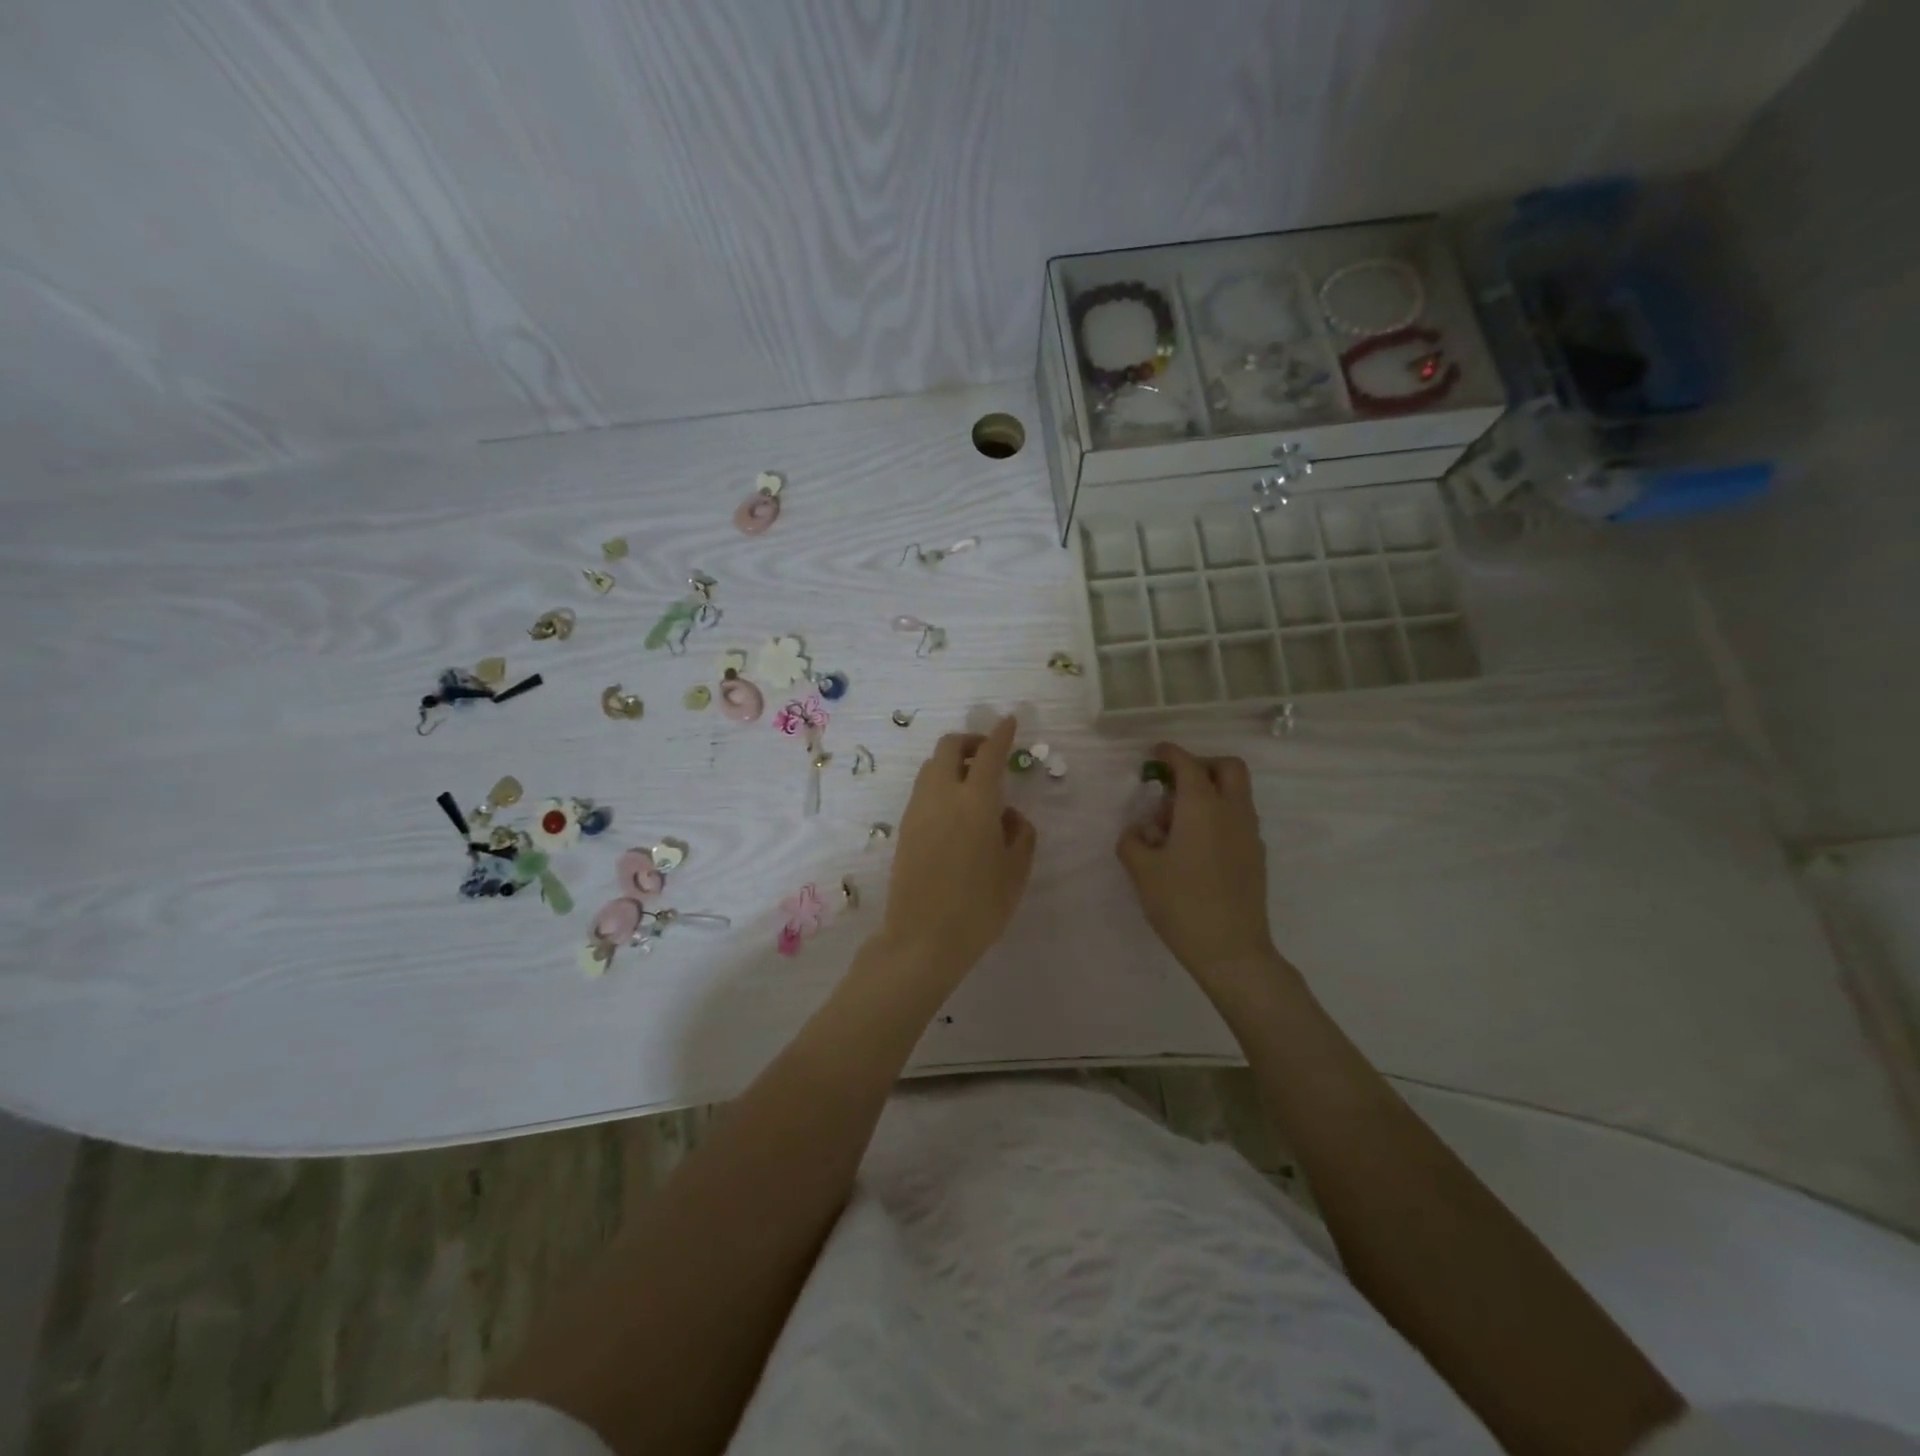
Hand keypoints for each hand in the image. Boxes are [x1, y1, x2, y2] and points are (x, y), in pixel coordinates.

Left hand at [880, 715, 1036, 985]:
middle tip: (989, 755)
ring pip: (931, 767)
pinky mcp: (904, 828)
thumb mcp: (1016, 872)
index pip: (988, 754)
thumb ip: (1021, 834)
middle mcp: (941, 795)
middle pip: (949, 748)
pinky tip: (956, 810)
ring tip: (974, 785)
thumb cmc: (980, 907)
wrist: (923, 939)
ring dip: (952, 762)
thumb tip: (1010, 815)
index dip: (1001, 734)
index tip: (1010, 721)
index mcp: (975, 801)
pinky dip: (940, 783)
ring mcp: (917, 810)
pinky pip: (923, 790)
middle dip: (970, 741)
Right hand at [1117, 742, 1277, 984]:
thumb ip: (1133, 841)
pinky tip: (1194, 847)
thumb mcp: (1142, 871)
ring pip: (1236, 793)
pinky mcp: (1255, 856)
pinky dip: (1218, 816)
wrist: (1231, 950)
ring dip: (1209, 793)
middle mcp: (1232, 811)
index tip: (1155, 754)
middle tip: (1175, 783)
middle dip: (1202, 765)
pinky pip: (1238, 818)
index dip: (1169, 754)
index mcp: (1202, 807)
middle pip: (1228, 768)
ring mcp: (1249, 834)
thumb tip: (1139, 830)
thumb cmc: (1182, 904)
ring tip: (1176, 825)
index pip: (1187, 764)